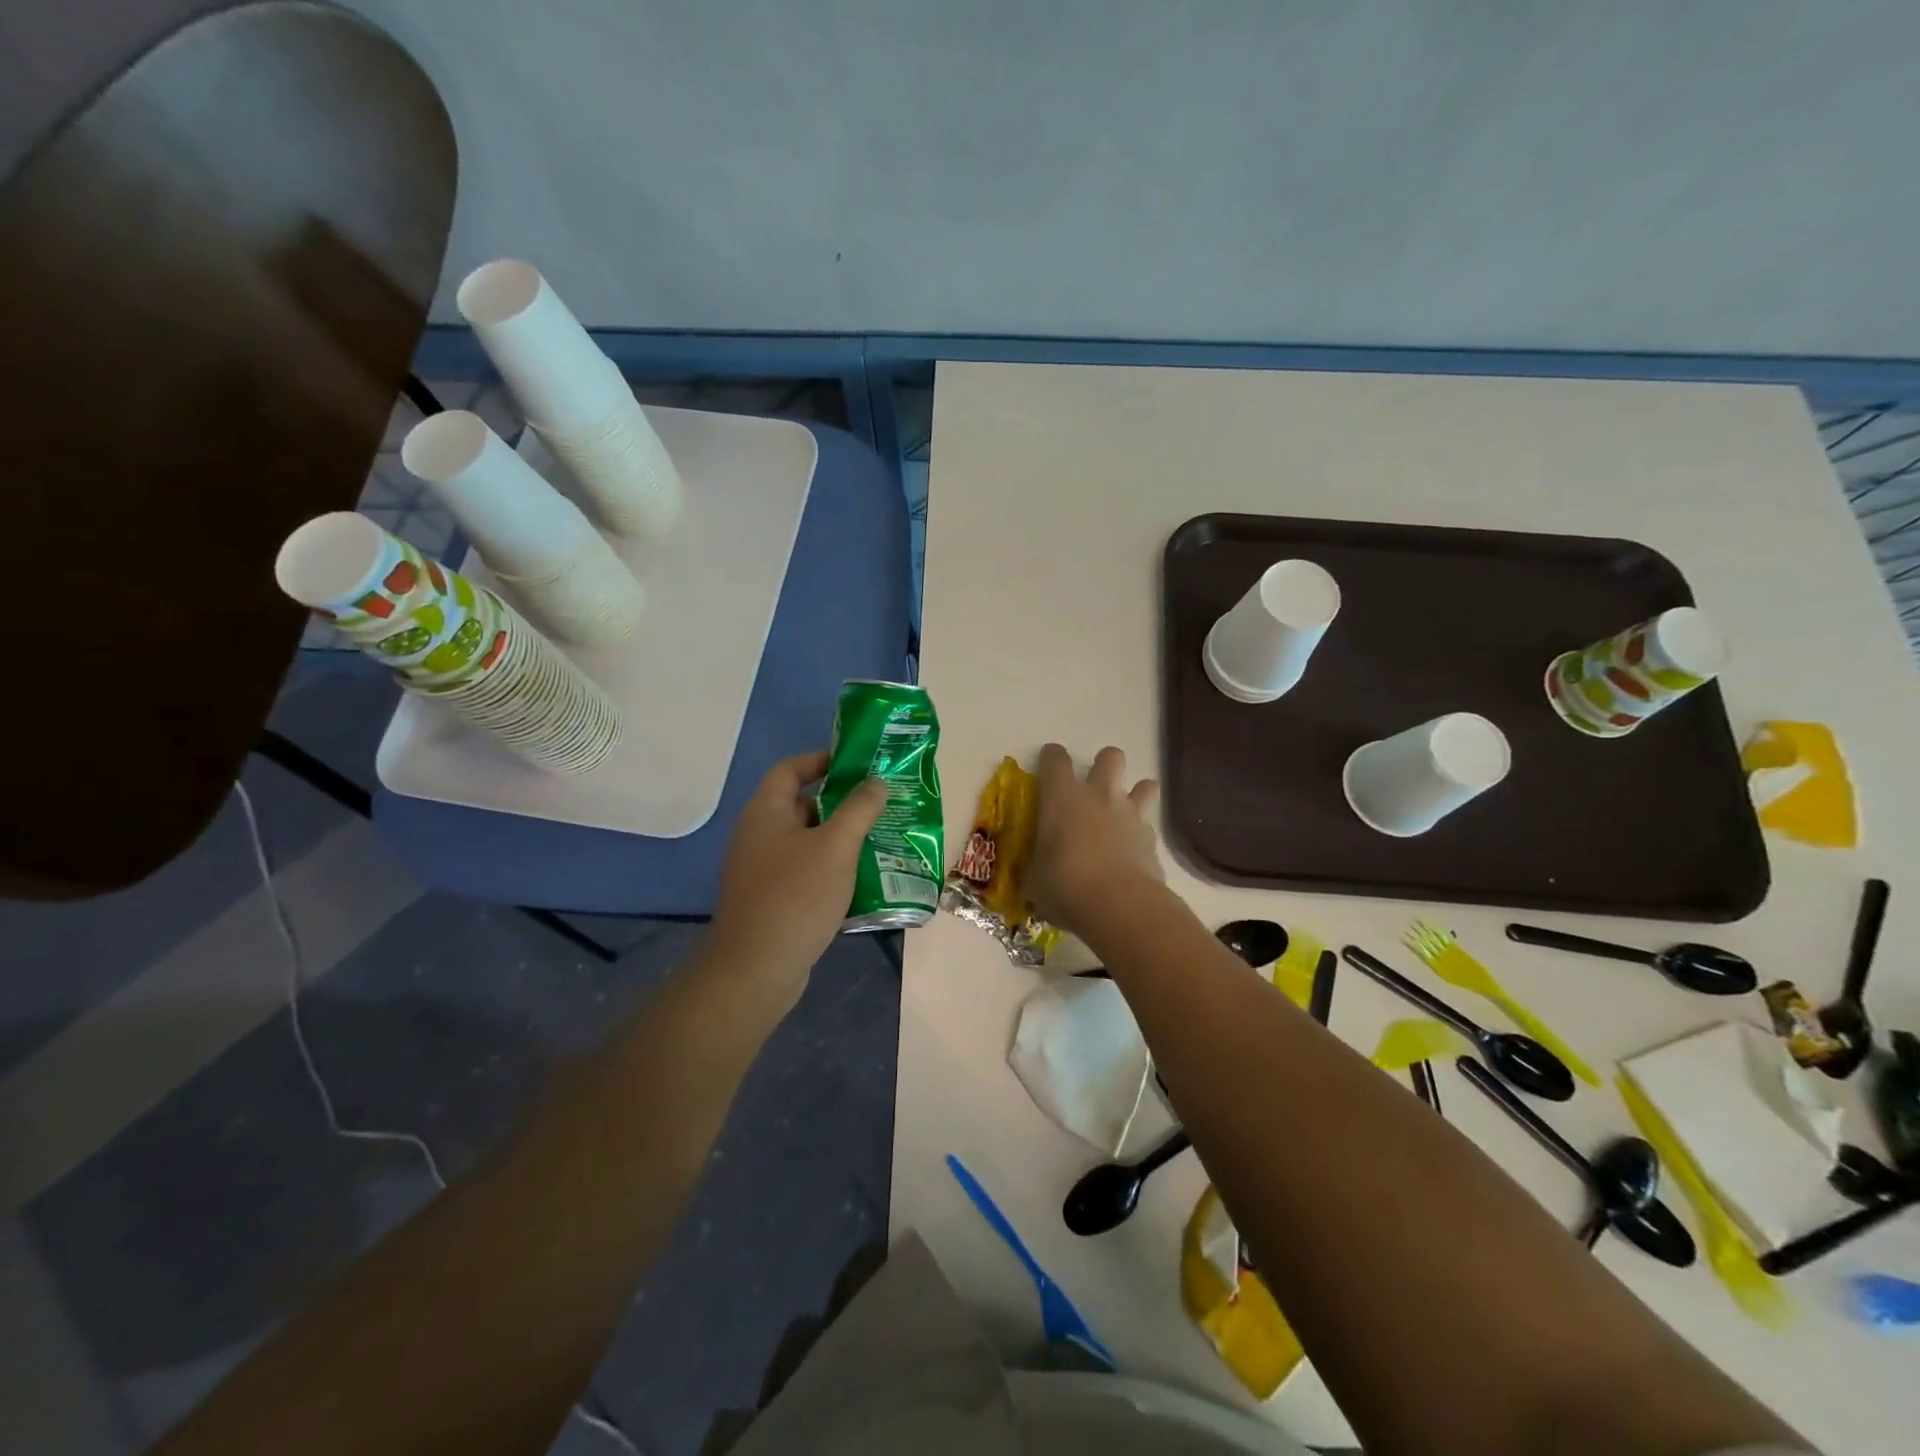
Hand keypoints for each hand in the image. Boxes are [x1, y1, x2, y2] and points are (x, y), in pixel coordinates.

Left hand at [707, 750, 888, 1011]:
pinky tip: (864, 882)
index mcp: (766, 812)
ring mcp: (762, 870)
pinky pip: (805, 873)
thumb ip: (859, 809)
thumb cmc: (796, 897)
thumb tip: (876, 782)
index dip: (821, 760)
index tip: (858, 764)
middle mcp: (758, 835)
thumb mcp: (836, 846)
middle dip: (842, 804)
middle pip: (803, 806)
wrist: (755, 971)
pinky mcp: (771, 900)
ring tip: (881, 841)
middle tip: (881, 806)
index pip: (790, 769)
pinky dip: (831, 871)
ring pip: (808, 843)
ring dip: (841, 841)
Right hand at [1027, 744, 1161, 937]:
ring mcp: (1130, 814)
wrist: (1118, 905)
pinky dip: (1142, 833)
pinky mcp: (1152, 839)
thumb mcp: (1035, 877)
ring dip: (1136, 793)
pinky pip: (1149, 824)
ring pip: (1145, 784)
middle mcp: (1099, 795)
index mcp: (1062, 796)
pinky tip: (1133, 850)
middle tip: (1094, 787)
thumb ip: (1039, 862)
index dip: (1051, 758)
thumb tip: (1039, 869)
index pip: (1055, 759)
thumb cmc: (1064, 885)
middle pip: (1110, 756)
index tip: (1048, 766)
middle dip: (1104, 764)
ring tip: (1124, 812)